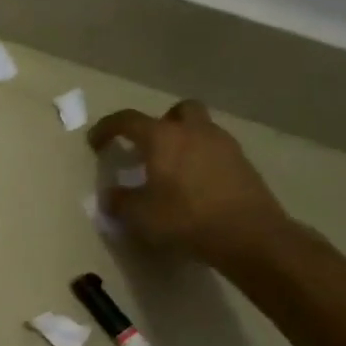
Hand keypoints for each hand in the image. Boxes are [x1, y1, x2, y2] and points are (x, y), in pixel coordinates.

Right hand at [88, 100, 292, 269]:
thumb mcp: (140, 215)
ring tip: (173, 170)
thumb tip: (111, 196)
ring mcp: (224, 145)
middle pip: (178, 110)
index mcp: (162, 137)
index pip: (127, 120)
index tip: (95, 142)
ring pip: (201, 129)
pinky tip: (197, 186)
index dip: (107, 128)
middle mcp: (194, 132)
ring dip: (185, 141)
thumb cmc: (186, 218)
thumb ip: (120, 201)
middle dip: (161, 123)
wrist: (250, 235)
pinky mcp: (244, 164)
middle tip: (150, 147)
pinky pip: (217, 151)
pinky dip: (203, 160)